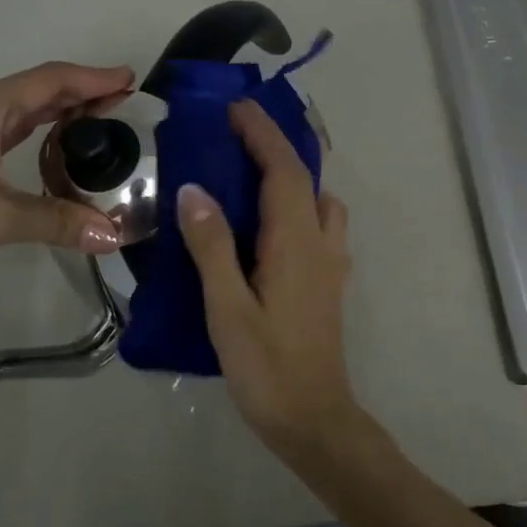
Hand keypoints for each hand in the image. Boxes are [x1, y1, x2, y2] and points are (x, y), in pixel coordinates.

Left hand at [0, 61, 134, 291]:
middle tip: (123, 108)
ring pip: (12, 114)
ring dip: (52, 117)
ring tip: (91, 129)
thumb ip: (56, 221)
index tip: (131, 79)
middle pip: (33, 92)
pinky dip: (27, 137)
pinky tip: (38, 158)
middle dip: (79, 96)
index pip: (50, 80)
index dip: (94, 78)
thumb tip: (115, 235)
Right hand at [176, 99, 359, 458]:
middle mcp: (321, 242)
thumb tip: (195, 190)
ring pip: (320, 201)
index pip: (284, 170)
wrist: (314, 418)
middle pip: (305, 177)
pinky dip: (299, 204)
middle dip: (276, 145)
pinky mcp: (329, 282)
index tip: (235, 108)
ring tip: (253, 174)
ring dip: (292, 175)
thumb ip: (212, 247)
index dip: (262, 134)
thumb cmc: (266, 366)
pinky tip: (269, 225)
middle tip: (238, 130)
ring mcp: (331, 263)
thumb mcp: (227, 308)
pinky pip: (319, 225)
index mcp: (296, 242)